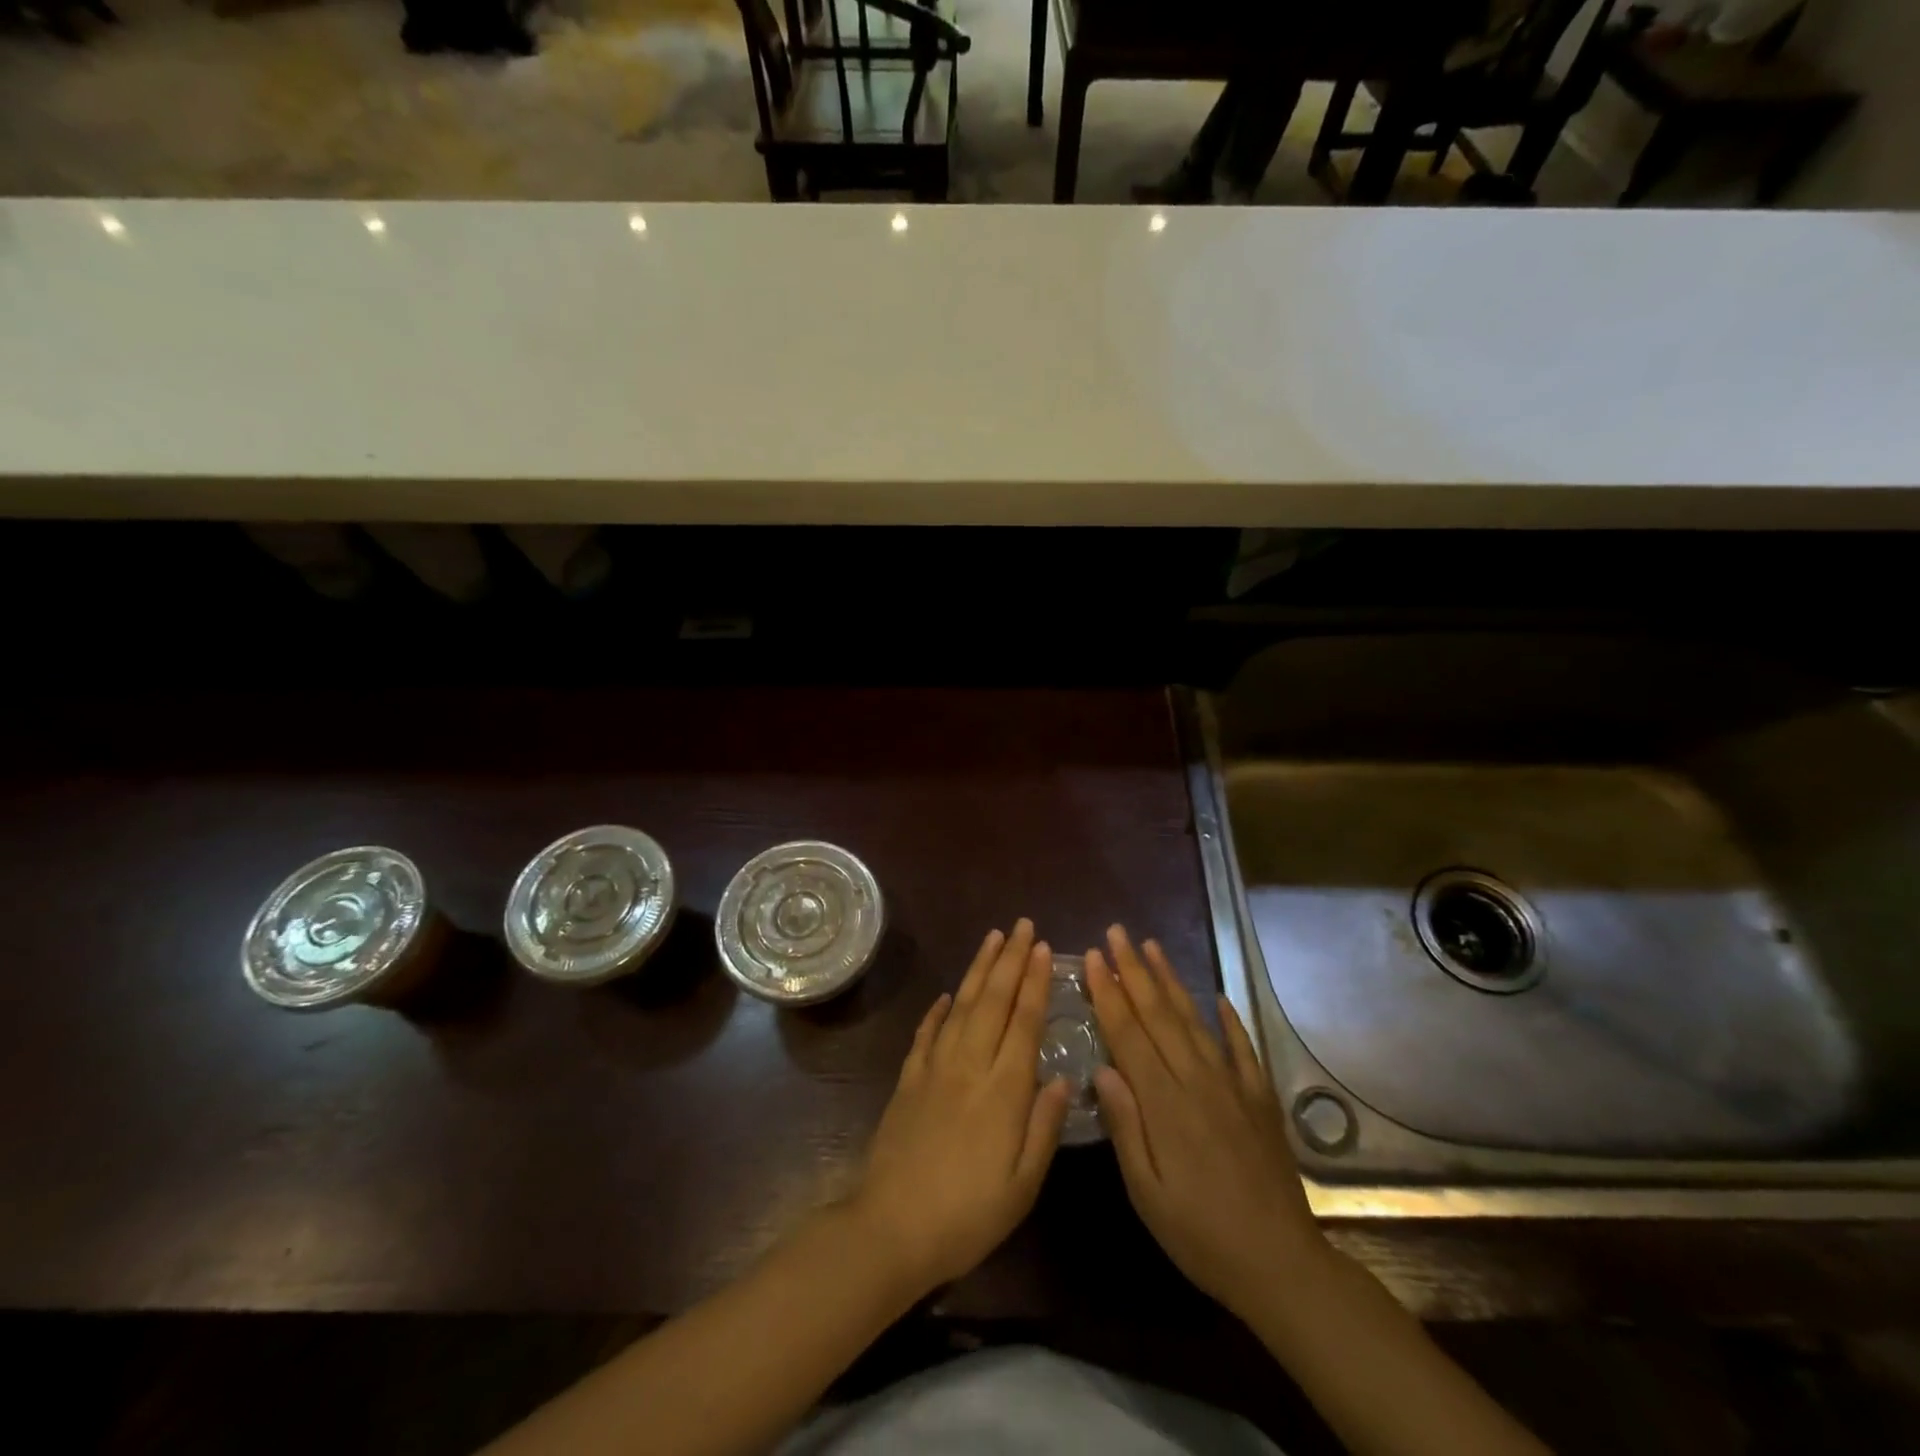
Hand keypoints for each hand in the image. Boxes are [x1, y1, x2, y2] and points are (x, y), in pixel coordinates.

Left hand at [848, 920, 1071, 1297]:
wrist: (891, 1228)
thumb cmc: (968, 1215)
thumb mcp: (1023, 1185)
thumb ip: (1044, 1126)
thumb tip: (1064, 1077)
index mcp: (1004, 1090)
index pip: (1024, 1022)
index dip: (1034, 982)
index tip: (1043, 948)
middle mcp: (970, 1065)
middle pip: (993, 1001)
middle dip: (1010, 959)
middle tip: (1022, 925)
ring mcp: (934, 1068)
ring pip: (960, 1006)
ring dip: (978, 969)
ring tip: (992, 938)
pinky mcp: (908, 1079)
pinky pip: (926, 1033)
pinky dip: (937, 1010)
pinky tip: (946, 994)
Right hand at [1086, 925, 1329, 1319]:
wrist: (1282, 1265)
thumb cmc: (1201, 1235)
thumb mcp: (1147, 1193)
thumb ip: (1125, 1126)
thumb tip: (1102, 1069)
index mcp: (1165, 1103)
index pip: (1129, 1034)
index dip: (1109, 992)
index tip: (1093, 956)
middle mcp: (1198, 1081)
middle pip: (1159, 1014)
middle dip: (1134, 970)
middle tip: (1116, 932)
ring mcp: (1233, 1085)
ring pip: (1195, 1020)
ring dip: (1171, 981)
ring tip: (1152, 946)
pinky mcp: (1259, 1098)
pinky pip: (1242, 1048)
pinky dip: (1229, 1020)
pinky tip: (1218, 997)